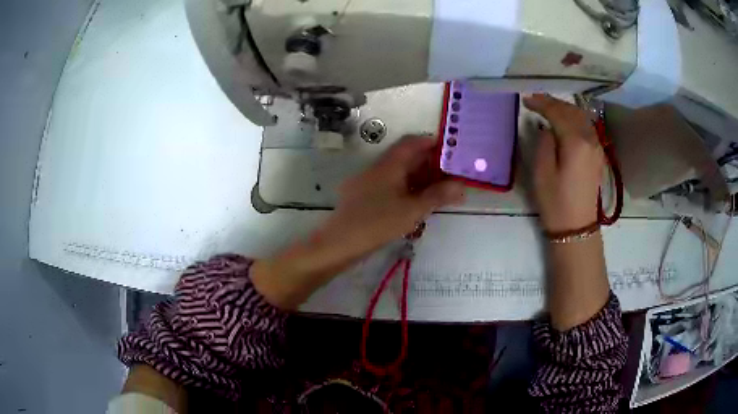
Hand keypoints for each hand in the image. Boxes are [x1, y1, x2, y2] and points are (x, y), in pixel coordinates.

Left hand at [322, 136, 465, 255]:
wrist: (339, 243)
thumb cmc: (377, 223)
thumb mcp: (412, 210)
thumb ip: (437, 196)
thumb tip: (461, 185)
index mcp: (389, 165)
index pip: (412, 143)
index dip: (432, 143)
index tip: (451, 152)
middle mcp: (378, 168)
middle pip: (406, 157)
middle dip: (429, 164)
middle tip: (450, 175)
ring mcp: (368, 181)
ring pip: (398, 172)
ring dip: (418, 177)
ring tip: (438, 190)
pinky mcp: (363, 195)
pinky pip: (389, 184)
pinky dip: (406, 188)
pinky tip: (416, 202)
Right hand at [524, 94, 604, 232]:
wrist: (577, 227)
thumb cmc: (556, 202)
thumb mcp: (541, 172)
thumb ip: (544, 143)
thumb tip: (546, 128)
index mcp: (575, 142)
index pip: (557, 112)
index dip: (541, 103)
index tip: (526, 100)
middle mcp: (589, 139)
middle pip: (572, 111)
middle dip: (553, 103)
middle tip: (536, 100)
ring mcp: (596, 147)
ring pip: (582, 117)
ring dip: (565, 109)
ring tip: (549, 108)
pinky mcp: (597, 155)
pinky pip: (587, 128)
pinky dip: (574, 119)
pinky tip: (565, 122)